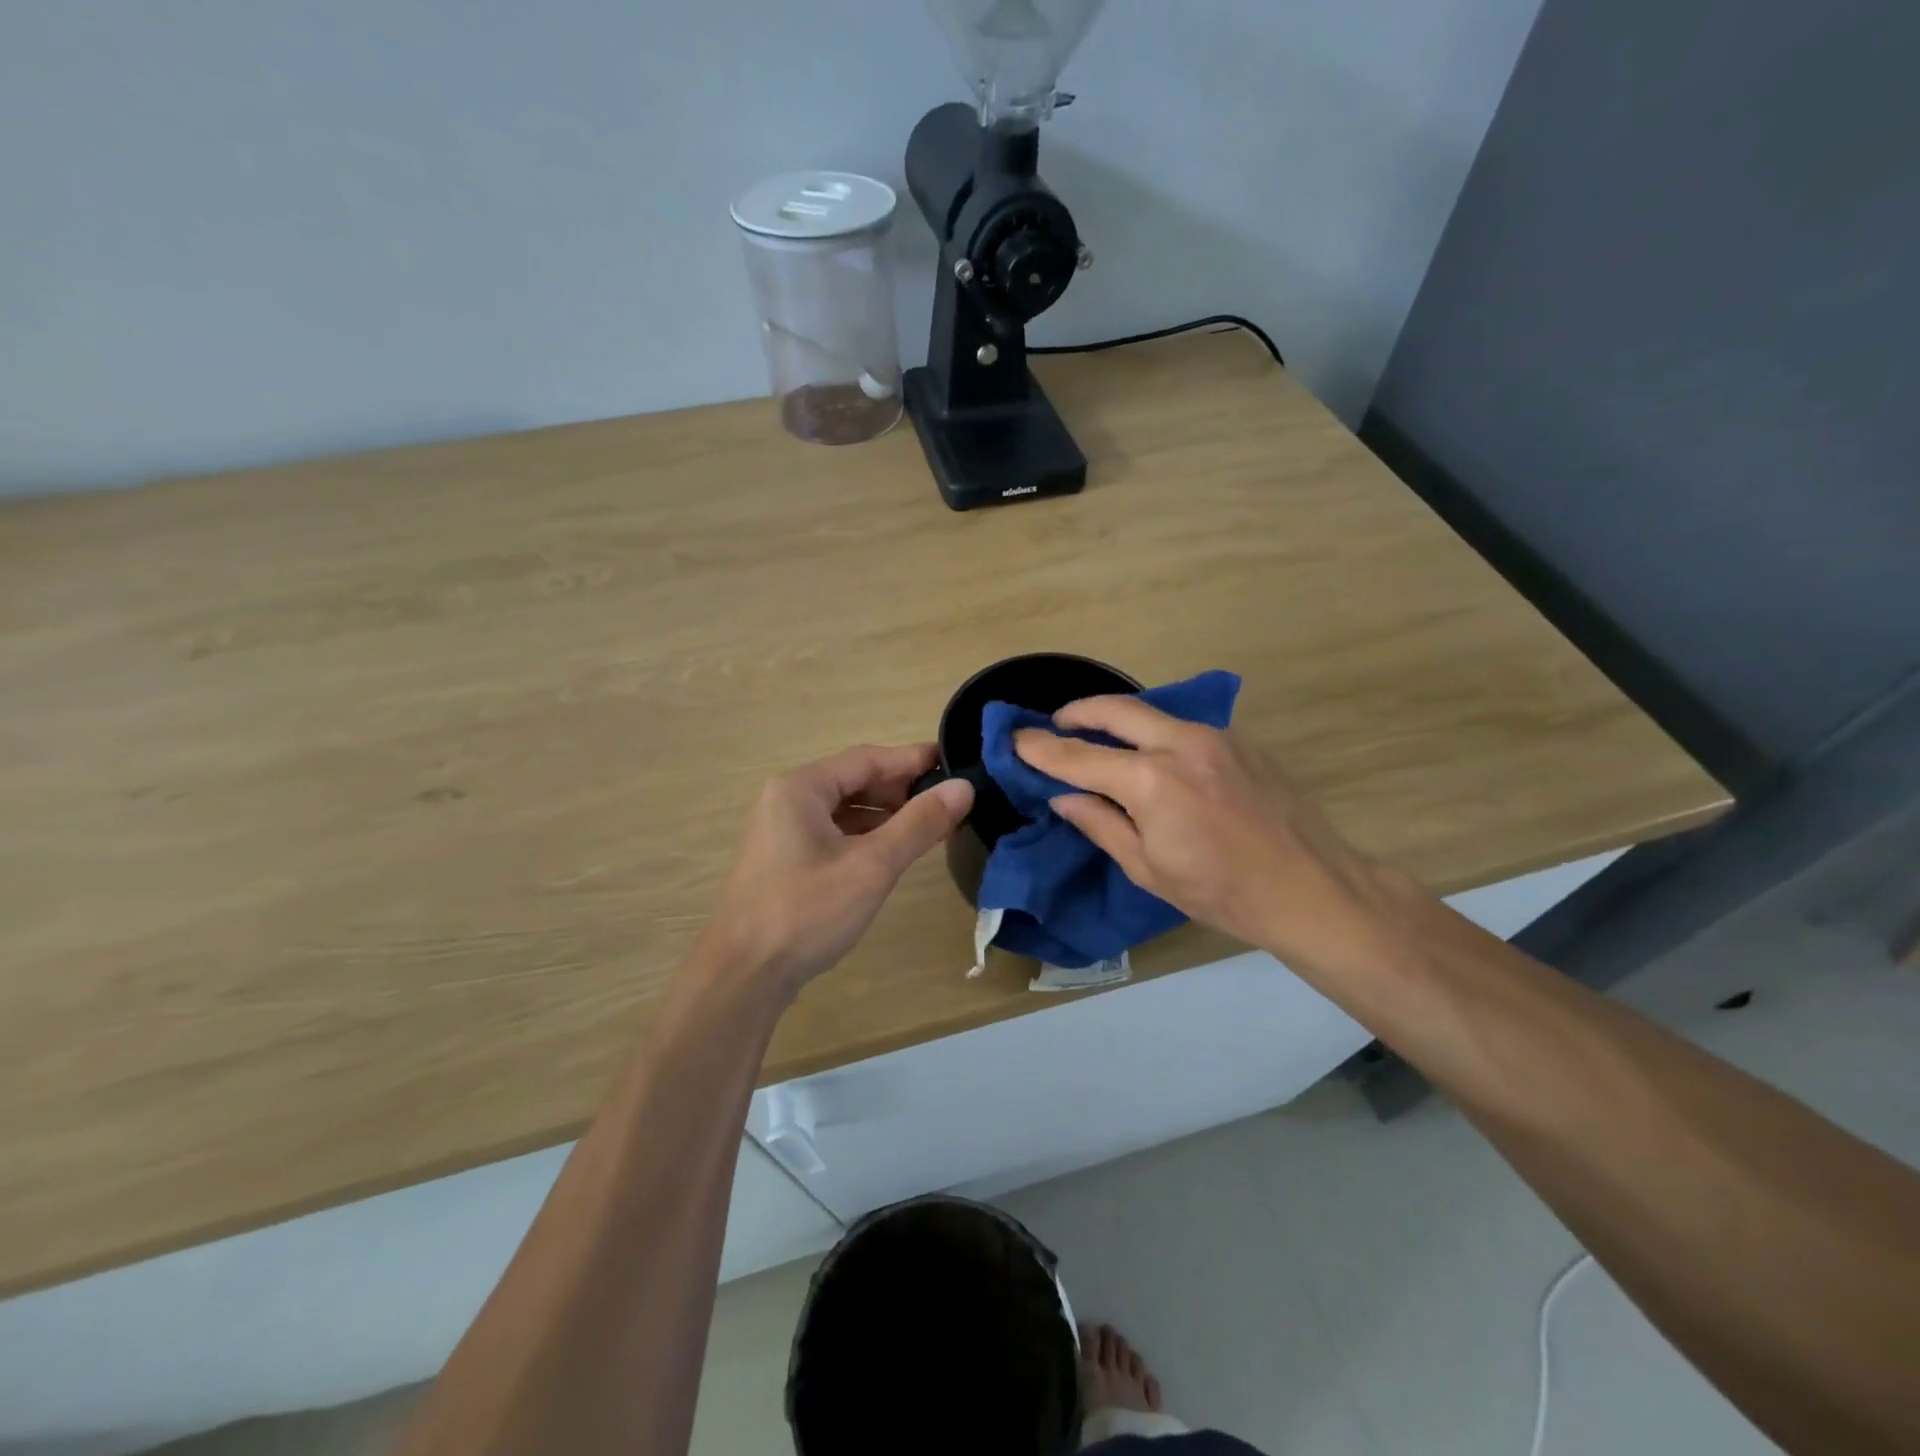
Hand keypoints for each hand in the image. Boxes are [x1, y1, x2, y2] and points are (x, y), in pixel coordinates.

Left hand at [695, 744, 973, 994]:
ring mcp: (783, 832)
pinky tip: (893, 851)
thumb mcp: (872, 865)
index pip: (868, 759)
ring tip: (931, 826)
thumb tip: (963, 787)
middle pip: (855, 781)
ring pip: (845, 809)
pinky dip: (866, 837)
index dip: (913, 760)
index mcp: (801, 788)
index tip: (956, 762)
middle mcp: (788, 800)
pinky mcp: (786, 861)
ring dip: (887, 815)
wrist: (742, 976)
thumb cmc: (806, 912)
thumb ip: (919, 823)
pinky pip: (834, 834)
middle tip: (949, 800)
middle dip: (902, 789)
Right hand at [1014, 698, 1400, 970]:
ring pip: (1151, 711)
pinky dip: (1153, 731)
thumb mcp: (1148, 869)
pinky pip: (1182, 725)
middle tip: (1055, 724)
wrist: (1311, 888)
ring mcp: (1215, 736)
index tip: (1016, 739)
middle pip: (1115, 709)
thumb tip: (1063, 796)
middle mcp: (1181, 743)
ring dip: (1116, 718)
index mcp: (1151, 782)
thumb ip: (1100, 824)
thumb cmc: (1221, 892)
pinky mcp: (1239, 740)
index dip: (1042, 748)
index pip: (1080, 756)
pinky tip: (1150, 755)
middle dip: (1078, 711)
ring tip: (1097, 736)